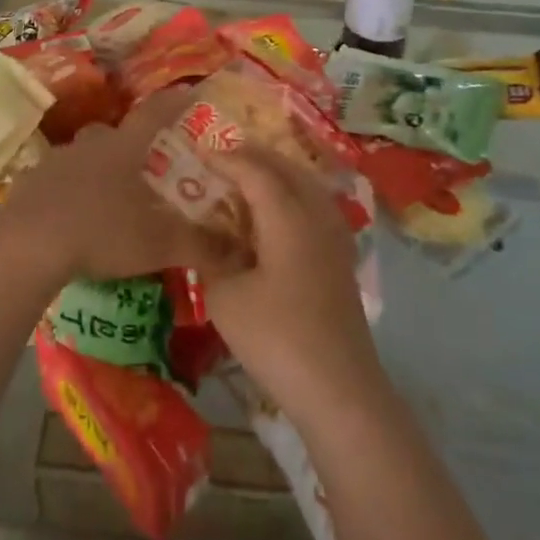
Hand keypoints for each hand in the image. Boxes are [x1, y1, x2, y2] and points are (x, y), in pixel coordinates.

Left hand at [0, 90, 232, 282]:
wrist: (28, 244)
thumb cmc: (101, 232)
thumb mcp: (158, 244)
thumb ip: (200, 246)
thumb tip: (241, 254)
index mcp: (124, 149)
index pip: (155, 114)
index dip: (173, 102)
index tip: (187, 92)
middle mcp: (90, 145)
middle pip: (111, 133)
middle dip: (126, 143)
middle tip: (140, 164)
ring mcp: (55, 162)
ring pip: (80, 155)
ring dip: (93, 168)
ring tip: (104, 197)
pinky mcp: (29, 184)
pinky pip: (53, 180)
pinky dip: (65, 192)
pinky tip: (69, 217)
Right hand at [200, 150, 387, 427]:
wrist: (339, 390)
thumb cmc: (277, 338)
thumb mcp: (226, 297)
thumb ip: (212, 257)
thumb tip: (208, 238)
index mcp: (288, 215)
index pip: (254, 170)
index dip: (225, 157)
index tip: (198, 149)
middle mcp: (316, 215)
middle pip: (286, 169)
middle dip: (253, 157)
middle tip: (221, 156)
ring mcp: (335, 237)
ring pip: (305, 185)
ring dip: (275, 174)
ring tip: (246, 178)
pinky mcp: (341, 259)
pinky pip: (314, 207)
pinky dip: (291, 197)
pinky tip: (275, 215)